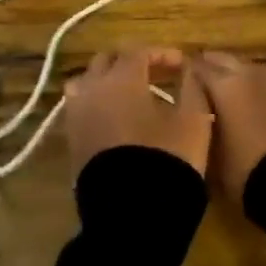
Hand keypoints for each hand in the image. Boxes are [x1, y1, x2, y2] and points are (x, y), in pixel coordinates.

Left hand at [63, 47, 212, 178]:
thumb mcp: (193, 120)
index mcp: (122, 79)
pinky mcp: (72, 143)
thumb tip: (188, 71)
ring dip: (106, 81)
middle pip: (106, 61)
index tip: (181, 65)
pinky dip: (96, 103)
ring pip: (85, 82)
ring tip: (129, 94)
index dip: (161, 53)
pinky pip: (80, 109)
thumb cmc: (167, 159)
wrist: (132, 213)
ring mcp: (77, 117)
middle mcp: (93, 90)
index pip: (138, 51)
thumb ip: (192, 88)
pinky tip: (116, 118)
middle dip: (130, 61)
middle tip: (155, 73)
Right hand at [186, 51, 265, 202]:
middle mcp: (246, 73)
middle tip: (197, 88)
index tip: (174, 86)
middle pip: (222, 60)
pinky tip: (247, 106)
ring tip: (222, 97)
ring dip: (232, 76)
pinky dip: (251, 88)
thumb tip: (193, 118)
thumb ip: (198, 128)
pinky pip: (262, 82)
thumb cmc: (245, 167)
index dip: (184, 75)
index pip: (196, 66)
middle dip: (209, 69)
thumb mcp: (211, 155)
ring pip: (244, 68)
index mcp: (223, 83)